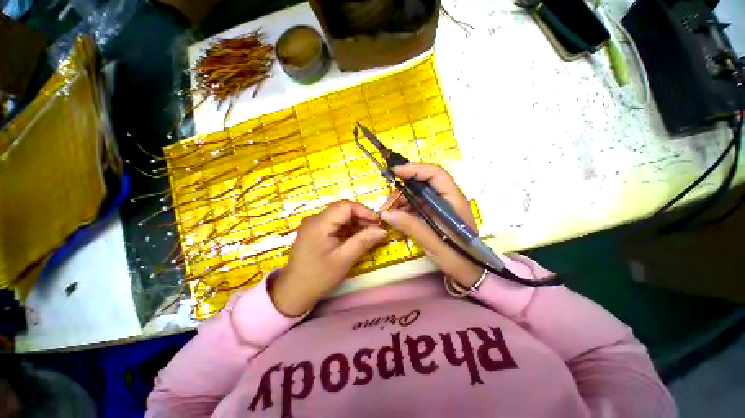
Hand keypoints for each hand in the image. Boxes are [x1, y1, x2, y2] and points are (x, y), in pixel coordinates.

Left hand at [270, 201, 386, 316]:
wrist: (294, 291)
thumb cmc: (319, 276)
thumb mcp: (344, 259)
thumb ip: (364, 241)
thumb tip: (383, 230)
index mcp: (319, 223)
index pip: (346, 206)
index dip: (364, 211)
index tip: (378, 223)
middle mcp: (314, 219)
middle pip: (342, 210)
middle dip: (361, 218)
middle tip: (375, 230)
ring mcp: (313, 225)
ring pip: (339, 216)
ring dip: (355, 223)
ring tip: (368, 234)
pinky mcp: (314, 231)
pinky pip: (334, 224)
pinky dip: (347, 228)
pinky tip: (355, 237)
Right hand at [381, 164, 483, 287]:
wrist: (470, 272)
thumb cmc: (458, 258)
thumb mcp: (434, 243)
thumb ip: (412, 226)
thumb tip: (386, 213)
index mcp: (453, 201)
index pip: (435, 174)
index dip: (415, 169)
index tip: (395, 172)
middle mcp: (447, 199)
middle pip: (423, 182)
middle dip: (403, 187)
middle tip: (388, 202)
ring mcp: (440, 207)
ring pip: (417, 193)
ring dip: (401, 199)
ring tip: (389, 212)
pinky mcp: (434, 215)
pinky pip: (416, 205)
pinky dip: (404, 208)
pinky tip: (397, 216)